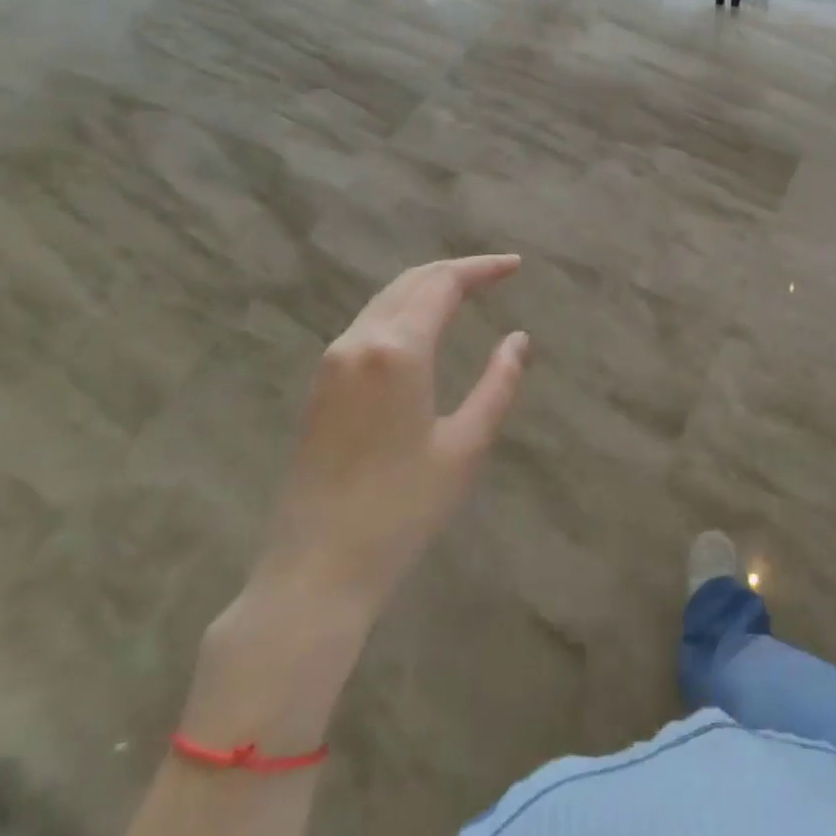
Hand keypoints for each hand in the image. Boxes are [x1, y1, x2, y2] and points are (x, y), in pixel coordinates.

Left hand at [248, 254, 530, 612]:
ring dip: (426, 287)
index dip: (481, 268)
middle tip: (496, 274)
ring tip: (466, 293)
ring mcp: (331, 363)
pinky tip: (422, 328)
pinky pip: (367, 324)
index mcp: (397, 351)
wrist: (316, 569)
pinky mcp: (319, 386)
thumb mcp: (466, 446)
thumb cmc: (402, 509)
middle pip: (410, 282)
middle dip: (455, 271)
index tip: (515, 266)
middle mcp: (358, 342)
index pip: (442, 284)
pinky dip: (403, 310)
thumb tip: (519, 339)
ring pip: (385, 300)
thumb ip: (498, 384)